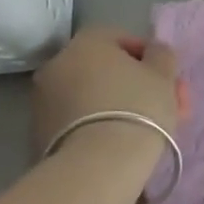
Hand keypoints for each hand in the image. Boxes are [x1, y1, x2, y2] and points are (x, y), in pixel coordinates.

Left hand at [31, 26, 185, 160]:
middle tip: (162, 104)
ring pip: (91, 96)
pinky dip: (98, 125)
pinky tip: (120, 143)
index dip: (146, 56)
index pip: (118, 37)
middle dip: (134, 84)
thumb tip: (153, 52)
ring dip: (116, 105)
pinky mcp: (39, 133)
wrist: (98, 166)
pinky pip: (78, 120)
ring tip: (145, 128)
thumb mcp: (164, 74)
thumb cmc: (137, 108)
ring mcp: (43, 100)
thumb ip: (161, 55)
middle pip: (103, 69)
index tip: (163, 77)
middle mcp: (57, 64)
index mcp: (86, 43)